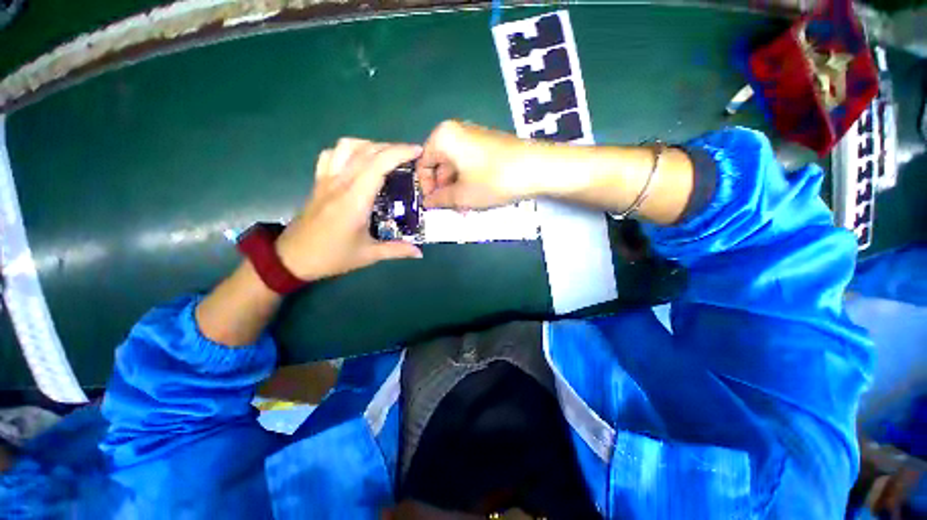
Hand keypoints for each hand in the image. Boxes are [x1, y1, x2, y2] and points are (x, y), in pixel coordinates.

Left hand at [275, 138, 423, 281]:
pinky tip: (358, 160)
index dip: (399, 153)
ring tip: (386, 156)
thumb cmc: (332, 257)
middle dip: (392, 147)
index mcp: (355, 200)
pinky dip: (348, 150)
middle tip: (409, 157)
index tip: (418, 151)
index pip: (378, 165)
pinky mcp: (318, 182)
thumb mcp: (368, 255)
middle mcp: (340, 183)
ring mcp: (326, 180)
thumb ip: (397, 250)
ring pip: (346, 146)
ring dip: (370, 145)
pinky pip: (331, 155)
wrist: (291, 258)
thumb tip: (420, 253)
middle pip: (366, 151)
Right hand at [416, 120, 535, 210]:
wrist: (537, 168)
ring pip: (456, 168)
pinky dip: (469, 182)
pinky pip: (470, 165)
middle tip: (450, 210)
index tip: (432, 205)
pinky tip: (476, 198)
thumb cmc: (493, 180)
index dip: (425, 187)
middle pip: (440, 165)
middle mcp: (457, 132)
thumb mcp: (462, 195)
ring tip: (464, 208)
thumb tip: (427, 202)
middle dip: (443, 190)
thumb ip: (440, 199)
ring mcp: (474, 138)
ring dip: (457, 190)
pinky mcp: (489, 146)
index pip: (423, 164)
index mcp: (444, 137)